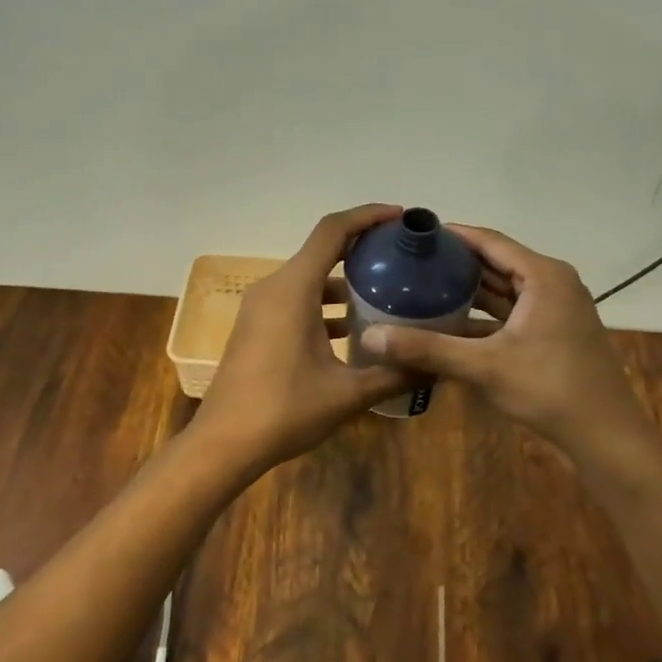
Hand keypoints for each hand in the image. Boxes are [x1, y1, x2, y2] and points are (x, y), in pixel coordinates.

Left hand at [190, 205, 410, 474]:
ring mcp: (261, 307)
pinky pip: (297, 300)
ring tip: (387, 292)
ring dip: (344, 281)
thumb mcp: (347, 394)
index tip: (400, 217)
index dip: (367, 216)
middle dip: (362, 248)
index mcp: (293, 289)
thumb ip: (394, 374)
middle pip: (321, 250)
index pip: (332, 231)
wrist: (223, 444)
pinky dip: (326, 304)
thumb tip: (438, 366)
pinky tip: (355, 330)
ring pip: (309, 278)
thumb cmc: (284, 411)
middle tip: (402, 257)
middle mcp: (274, 288)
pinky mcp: (257, 327)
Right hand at [356, 225, 652, 457]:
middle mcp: (552, 283)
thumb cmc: (550, 389)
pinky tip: (450, 323)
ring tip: (424, 288)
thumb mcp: (485, 366)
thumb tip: (370, 337)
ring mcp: (556, 309)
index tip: (415, 235)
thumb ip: (428, 349)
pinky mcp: (554, 333)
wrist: (606, 436)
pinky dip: (484, 316)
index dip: (453, 236)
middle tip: (412, 264)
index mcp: (543, 276)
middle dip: (456, 264)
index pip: (490, 241)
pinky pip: (512, 313)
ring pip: (504, 290)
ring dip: (469, 291)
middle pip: (497, 263)